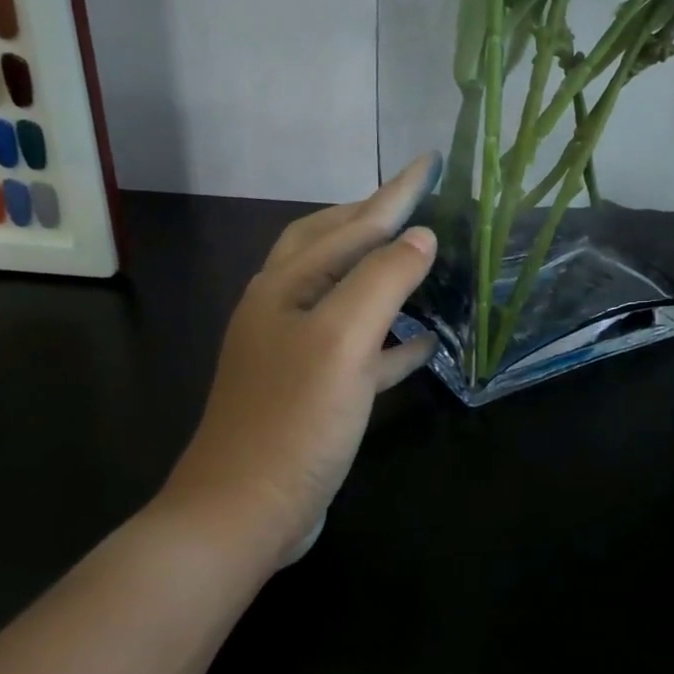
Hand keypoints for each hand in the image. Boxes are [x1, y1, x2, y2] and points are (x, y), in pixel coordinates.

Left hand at [155, 155, 441, 562]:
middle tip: (417, 202)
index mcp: (286, 286)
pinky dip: (391, 339)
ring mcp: (297, 352)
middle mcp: (286, 309)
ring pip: (346, 295)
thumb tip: (421, 237)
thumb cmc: (293, 419)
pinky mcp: (315, 392)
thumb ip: (382, 280)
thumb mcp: (341, 340)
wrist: (243, 512)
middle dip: (374, 219)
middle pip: (333, 247)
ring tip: (423, 261)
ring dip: (383, 274)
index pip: (351, 223)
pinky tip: (424, 343)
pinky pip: (360, 350)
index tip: (430, 162)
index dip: (395, 193)